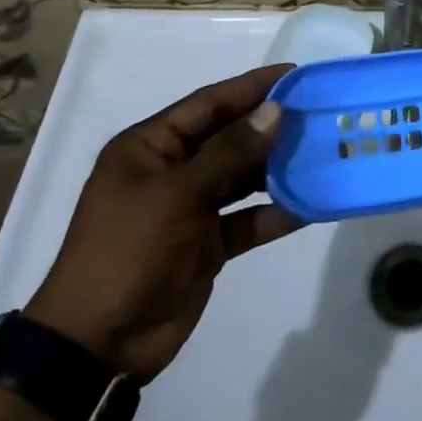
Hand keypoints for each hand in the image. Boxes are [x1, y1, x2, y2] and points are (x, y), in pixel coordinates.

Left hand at [26, 65, 304, 384]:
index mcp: (151, 147)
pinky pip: (248, 219)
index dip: (251, 87)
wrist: (98, 346)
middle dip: (271, 126)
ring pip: (243, 177)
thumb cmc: (128, 252)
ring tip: (323, 151)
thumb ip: (229, 152)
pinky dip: (276, 213)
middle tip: (319, 111)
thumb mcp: (177, 195)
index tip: (294, 74)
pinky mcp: (208, 243)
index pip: (209, 104)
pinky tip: (312, 204)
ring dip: (278, 168)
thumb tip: (274, 111)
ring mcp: (191, 208)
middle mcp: (172, 170)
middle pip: (230, 137)